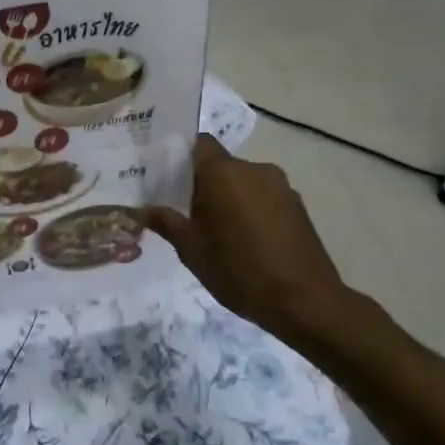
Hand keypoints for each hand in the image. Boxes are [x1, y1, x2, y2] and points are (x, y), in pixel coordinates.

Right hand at [138, 135, 356, 346]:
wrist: (304, 300)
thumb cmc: (238, 270)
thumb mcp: (192, 250)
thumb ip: (166, 223)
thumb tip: (141, 210)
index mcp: (224, 173)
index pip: (199, 143)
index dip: (182, 156)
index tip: (168, 178)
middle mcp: (255, 169)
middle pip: (221, 165)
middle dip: (203, 184)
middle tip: (187, 214)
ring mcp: (281, 186)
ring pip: (244, 182)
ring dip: (229, 198)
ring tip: (218, 233)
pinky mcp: (298, 206)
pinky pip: (264, 197)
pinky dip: (252, 210)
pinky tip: (248, 242)